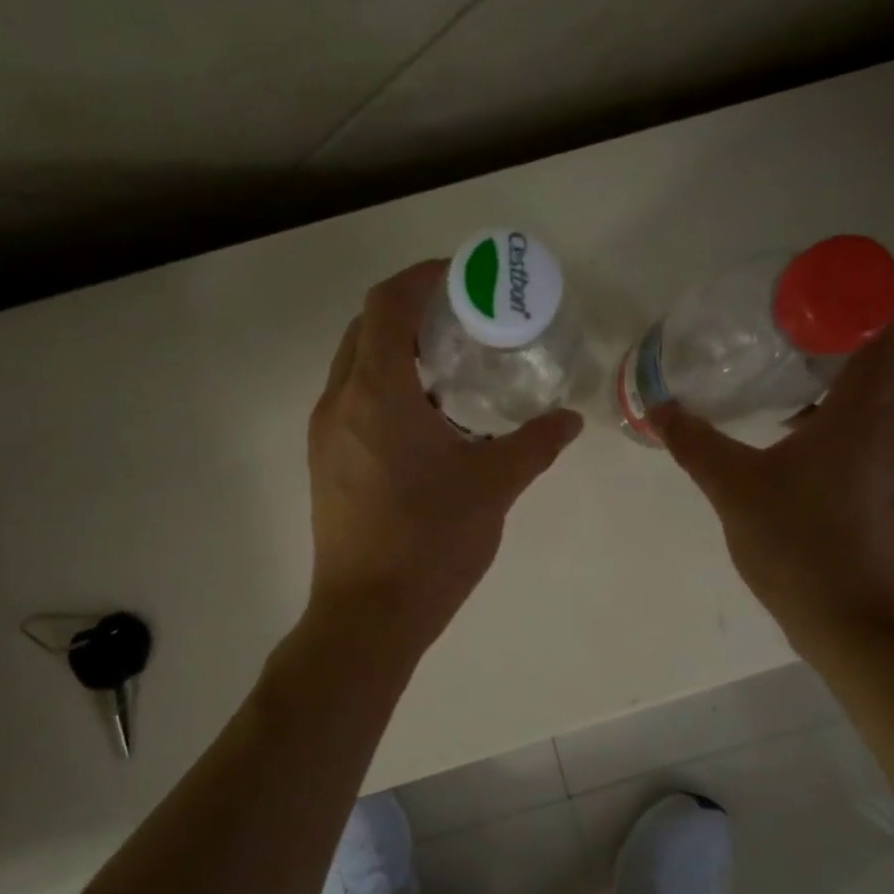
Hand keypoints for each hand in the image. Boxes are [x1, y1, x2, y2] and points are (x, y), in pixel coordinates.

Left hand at [307, 260, 582, 648]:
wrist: (368, 615)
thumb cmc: (430, 543)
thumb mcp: (493, 486)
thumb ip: (534, 445)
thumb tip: (569, 421)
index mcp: (375, 393)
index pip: (386, 303)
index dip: (422, 278)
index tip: (462, 278)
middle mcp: (338, 403)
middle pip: (364, 329)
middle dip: (409, 312)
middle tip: (462, 323)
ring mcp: (324, 435)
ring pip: (354, 367)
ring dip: (395, 353)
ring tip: (450, 370)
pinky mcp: (324, 464)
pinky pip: (351, 403)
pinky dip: (384, 390)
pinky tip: (428, 422)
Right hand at [654, 312, 893, 654]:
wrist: (854, 627)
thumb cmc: (799, 546)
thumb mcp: (734, 489)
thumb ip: (695, 443)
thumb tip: (658, 407)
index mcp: (867, 410)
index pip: (884, 322)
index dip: (853, 298)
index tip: (803, 300)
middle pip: (873, 360)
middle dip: (824, 344)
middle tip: (768, 344)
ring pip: (868, 403)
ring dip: (825, 391)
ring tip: (770, 397)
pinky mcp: (891, 494)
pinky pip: (866, 438)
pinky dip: (834, 429)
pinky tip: (787, 454)